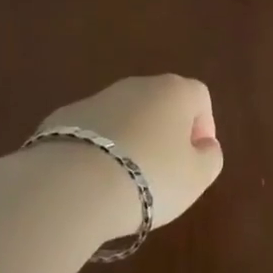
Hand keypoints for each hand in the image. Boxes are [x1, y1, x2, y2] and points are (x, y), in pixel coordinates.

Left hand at [37, 75, 223, 231]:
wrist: (71, 186)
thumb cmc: (149, 178)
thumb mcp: (196, 178)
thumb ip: (210, 158)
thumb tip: (205, 146)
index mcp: (174, 91)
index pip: (200, 96)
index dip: (203, 127)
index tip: (195, 160)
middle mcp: (136, 85)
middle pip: (160, 103)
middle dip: (165, 132)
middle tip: (163, 172)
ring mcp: (96, 98)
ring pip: (124, 116)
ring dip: (130, 140)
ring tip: (123, 180)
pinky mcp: (62, 118)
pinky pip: (91, 132)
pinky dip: (96, 150)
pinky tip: (91, 181)